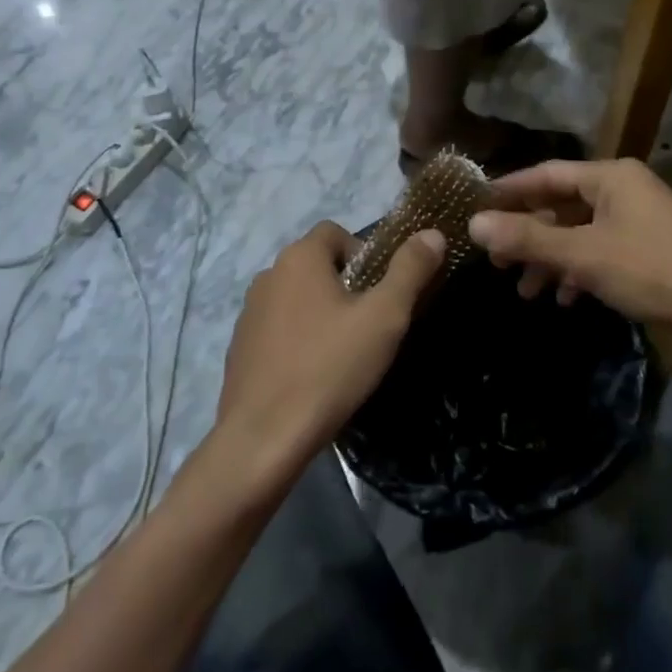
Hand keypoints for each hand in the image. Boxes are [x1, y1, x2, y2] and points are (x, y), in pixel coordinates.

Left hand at [212, 222, 445, 484]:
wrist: (262, 439)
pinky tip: (312, 375)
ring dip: (320, 313)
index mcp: (299, 257)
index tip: (379, 294)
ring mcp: (249, 312)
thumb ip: (410, 270)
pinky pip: (278, 328)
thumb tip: (432, 233)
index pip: (335, 232)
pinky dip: (297, 340)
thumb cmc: (329, 368)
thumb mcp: (384, 318)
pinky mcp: (239, 347)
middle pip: (317, 265)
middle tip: (368, 327)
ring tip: (342, 354)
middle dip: (345, 287)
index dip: (364, 255)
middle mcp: (268, 274)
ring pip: (297, 297)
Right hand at [468, 159, 671, 335]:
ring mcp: (640, 218)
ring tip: (525, 290)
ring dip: (552, 258)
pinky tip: (566, 297)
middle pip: (562, 205)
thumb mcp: (584, 255)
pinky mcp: (652, 247)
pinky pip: (603, 249)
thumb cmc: (653, 270)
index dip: (510, 190)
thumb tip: (473, 224)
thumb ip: (528, 239)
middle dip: (529, 235)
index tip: (477, 206)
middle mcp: (624, 189)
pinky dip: (580, 269)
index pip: (546, 174)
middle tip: (496, 260)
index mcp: (610, 177)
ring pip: (581, 231)